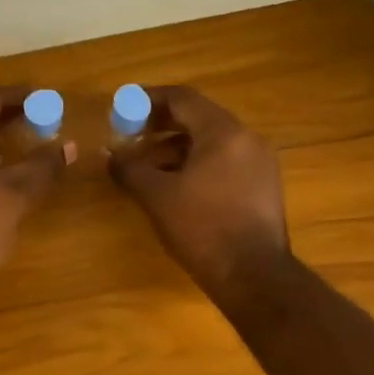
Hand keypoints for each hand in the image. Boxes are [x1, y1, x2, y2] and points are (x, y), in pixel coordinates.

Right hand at [109, 86, 290, 302]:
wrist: (254, 276)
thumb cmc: (203, 228)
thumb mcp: (157, 196)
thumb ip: (129, 169)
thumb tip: (110, 154)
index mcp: (224, 132)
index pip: (182, 98)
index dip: (148, 99)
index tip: (122, 108)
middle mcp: (247, 138)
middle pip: (198, 117)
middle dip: (160, 124)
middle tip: (130, 135)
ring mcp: (260, 163)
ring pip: (211, 141)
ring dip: (176, 147)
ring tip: (145, 165)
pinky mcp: (262, 186)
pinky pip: (224, 161)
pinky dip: (196, 164)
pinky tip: (174, 184)